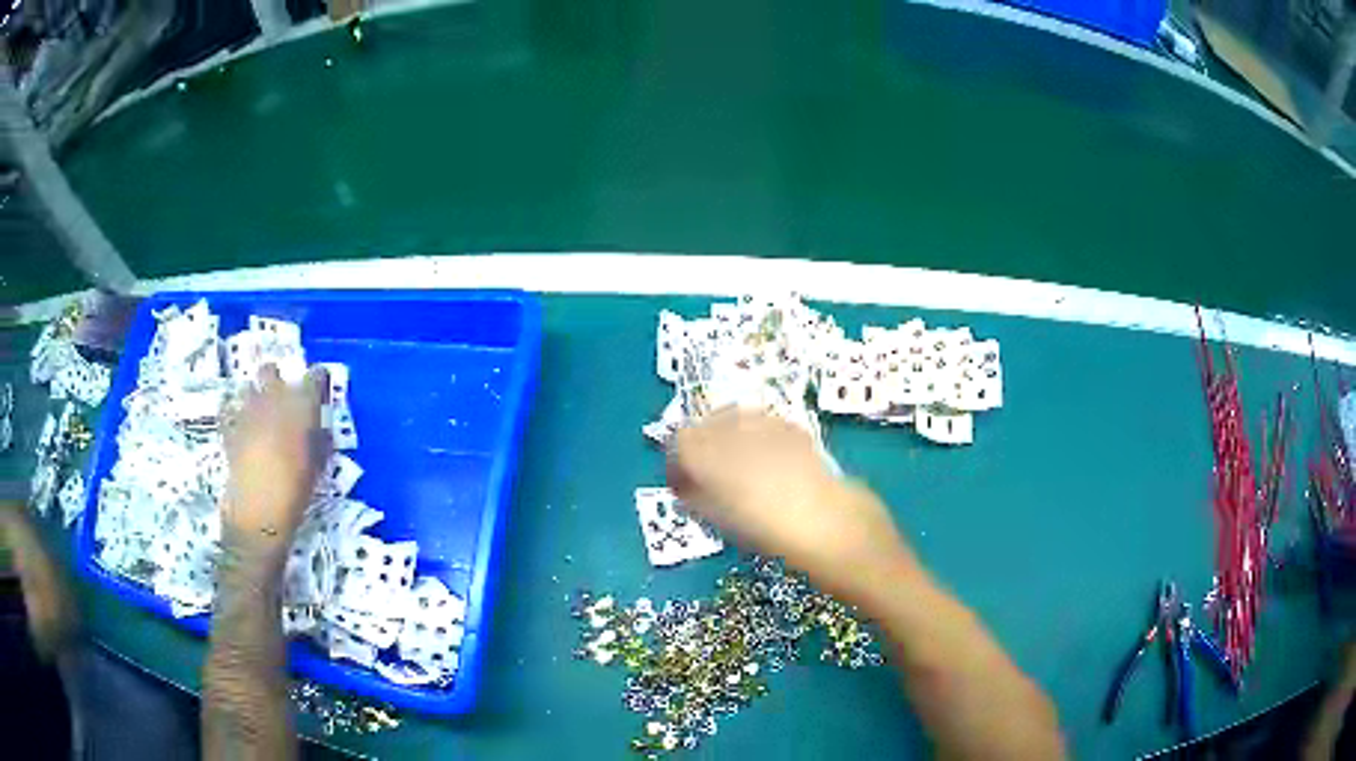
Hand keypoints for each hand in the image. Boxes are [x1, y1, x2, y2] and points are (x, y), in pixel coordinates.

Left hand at [222, 365, 328, 565]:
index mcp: (301, 403)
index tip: (319, 389)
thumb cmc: (296, 490)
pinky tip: (238, 427)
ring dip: (254, 397)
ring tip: (258, 415)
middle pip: (271, 370)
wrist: (259, 512)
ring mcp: (246, 410)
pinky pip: (228, 410)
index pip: (315, 376)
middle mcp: (272, 397)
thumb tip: (320, 428)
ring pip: (248, 388)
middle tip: (282, 399)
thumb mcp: (318, 466)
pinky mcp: (228, 427)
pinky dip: (232, 414)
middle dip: (275, 379)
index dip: (318, 380)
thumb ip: (319, 439)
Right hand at [667, 407, 914, 593]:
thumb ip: (699, 499)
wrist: (839, 532)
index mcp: (713, 459)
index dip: (676, 464)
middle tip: (706, 478)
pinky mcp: (795, 430)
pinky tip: (765, 461)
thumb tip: (686, 486)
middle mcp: (737, 433)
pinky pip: (762, 423)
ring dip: (725, 439)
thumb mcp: (727, 525)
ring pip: (732, 418)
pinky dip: (754, 436)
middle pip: (703, 425)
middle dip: (699, 447)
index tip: (683, 486)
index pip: (679, 443)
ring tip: (736, 469)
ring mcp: (769, 427)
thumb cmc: (780, 539)